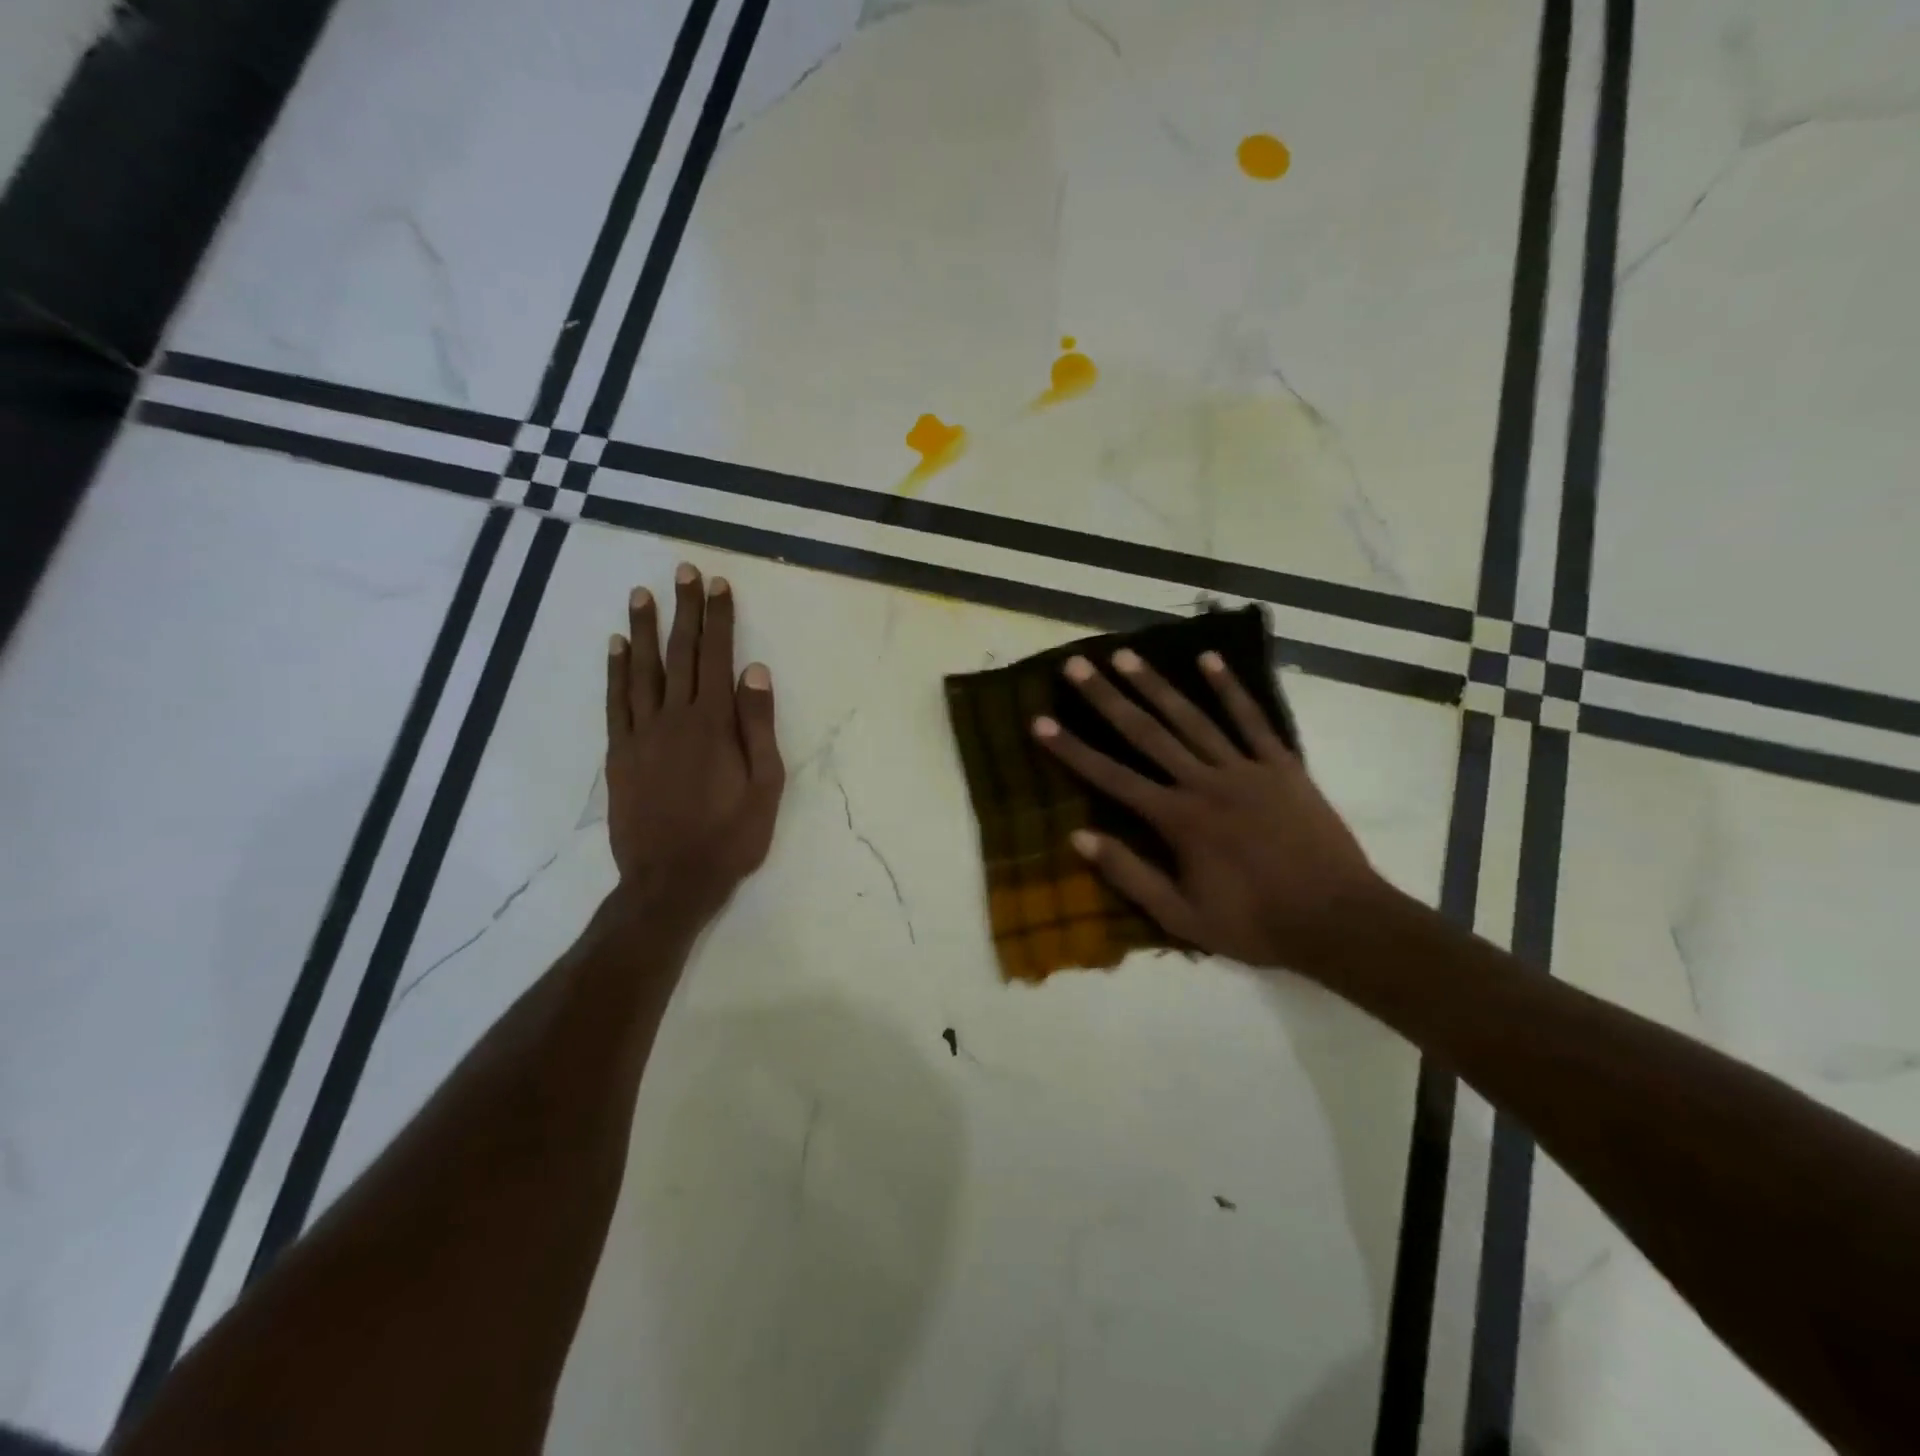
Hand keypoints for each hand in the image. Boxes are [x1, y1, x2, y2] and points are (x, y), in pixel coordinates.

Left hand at [605, 564, 784, 928]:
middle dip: (684, 610)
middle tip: (684, 571)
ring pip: (641, 670)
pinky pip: (615, 702)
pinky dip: (614, 671)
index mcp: (714, 724)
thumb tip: (755, 672)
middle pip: (680, 653)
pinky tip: (614, 646)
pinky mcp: (619, 753)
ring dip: (642, 629)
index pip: (717, 657)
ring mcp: (641, 733)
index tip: (718, 584)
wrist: (671, 880)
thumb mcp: (765, 786)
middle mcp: (674, 717)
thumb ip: (759, 726)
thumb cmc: (730, 836)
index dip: (719, 619)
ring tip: (642, 594)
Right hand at [1031, 647, 1386, 971]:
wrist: (1338, 920)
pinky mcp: (1281, 766)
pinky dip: (1231, 689)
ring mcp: (1245, 769)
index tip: (1040, 721)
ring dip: (1156, 684)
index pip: (1111, 777)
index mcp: (1178, 819)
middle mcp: (1204, 782)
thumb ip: (1129, 875)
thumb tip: (1078, 837)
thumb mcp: (1182, 917)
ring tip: (1126, 655)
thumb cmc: (1255, 923)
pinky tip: (1209, 660)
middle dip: (1106, 698)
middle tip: (1077, 665)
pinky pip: (1252, 720)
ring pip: (1192, 718)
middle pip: (1146, 733)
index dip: (1072, 749)